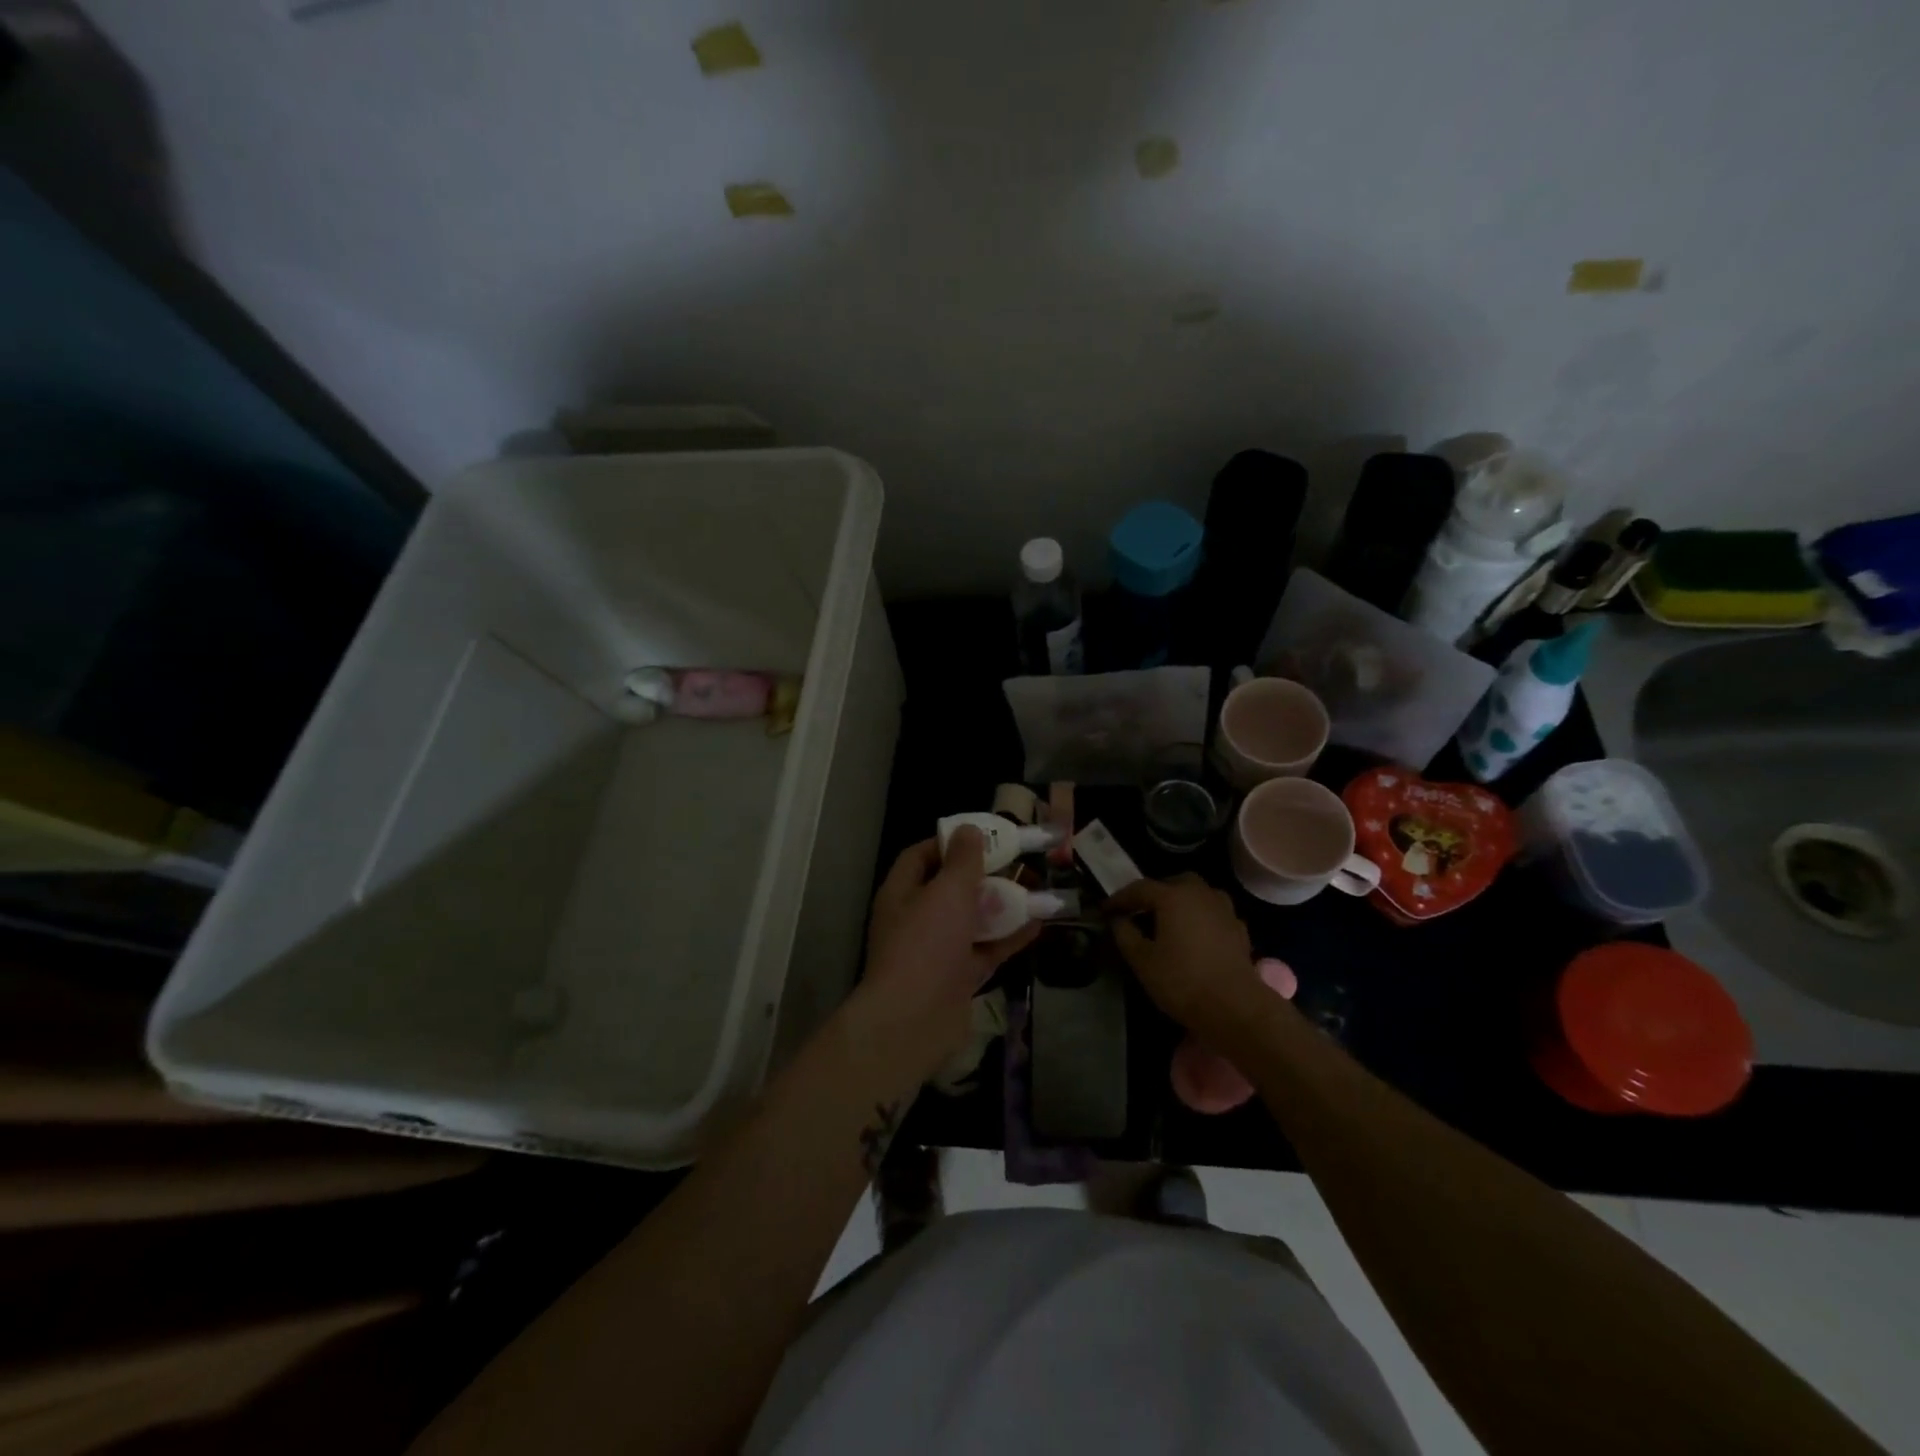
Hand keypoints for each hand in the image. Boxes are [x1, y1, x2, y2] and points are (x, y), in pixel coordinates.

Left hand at [855, 829, 1040, 1079]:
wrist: (914, 1021)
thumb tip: (969, 829)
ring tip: (1035, 889)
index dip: (950, 843)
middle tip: (1018, 863)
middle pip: (951, 888)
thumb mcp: (947, 892)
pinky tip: (1038, 923)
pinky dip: (1009, 937)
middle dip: (984, 875)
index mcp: (901, 893)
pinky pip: (986, 950)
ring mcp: (937, 950)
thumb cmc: (926, 944)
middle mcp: (916, 918)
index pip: (921, 856)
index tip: (983, 835)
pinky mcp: (957, 978)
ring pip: (972, 920)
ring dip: (1001, 906)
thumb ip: (963, 860)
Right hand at [1108, 875, 1265, 1038]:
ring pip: (1198, 894)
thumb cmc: (1181, 980)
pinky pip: (1214, 913)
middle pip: (1174, 883)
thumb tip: (1118, 919)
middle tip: (1140, 911)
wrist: (1235, 1007)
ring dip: (1181, 902)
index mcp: (1173, 896)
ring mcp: (1224, 910)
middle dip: (1155, 893)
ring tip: (1169, 921)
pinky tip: (1195, 936)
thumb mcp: (1141, 960)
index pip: (1139, 888)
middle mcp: (1200, 894)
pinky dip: (1201, 918)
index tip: (1105, 911)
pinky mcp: (1239, 929)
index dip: (1120, 898)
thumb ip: (1125, 933)